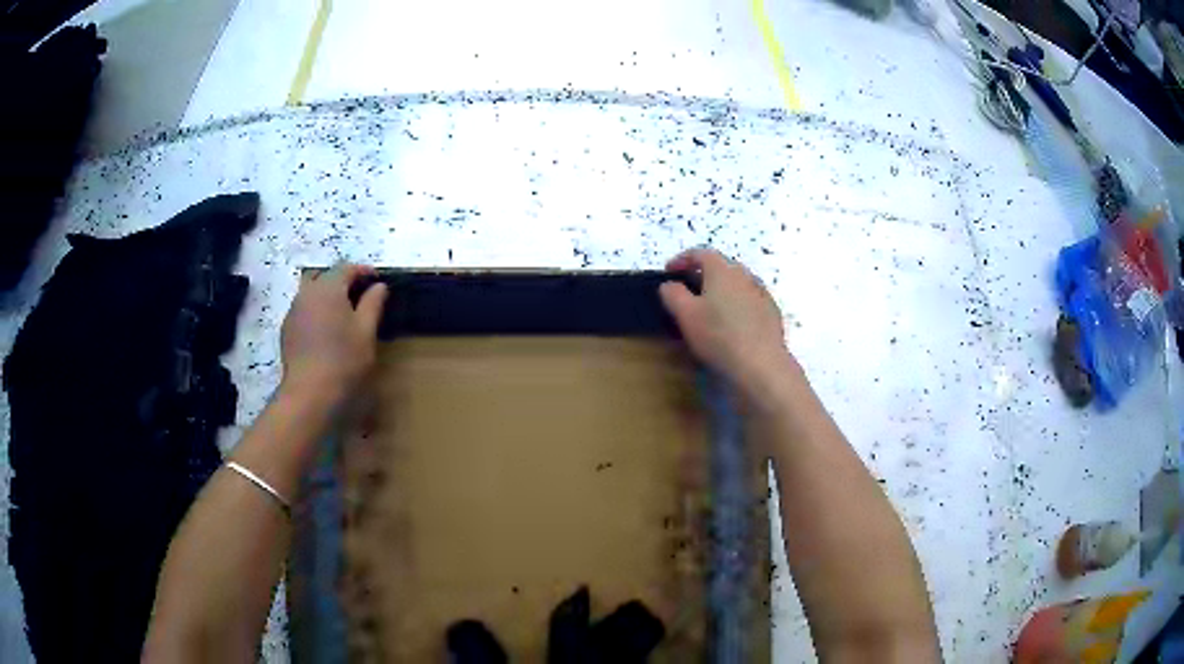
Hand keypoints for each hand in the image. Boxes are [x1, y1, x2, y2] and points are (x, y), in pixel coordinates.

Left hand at [279, 264, 387, 407]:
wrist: (309, 393)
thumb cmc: (344, 360)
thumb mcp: (366, 331)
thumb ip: (372, 304)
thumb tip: (379, 286)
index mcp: (328, 288)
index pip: (346, 268)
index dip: (363, 271)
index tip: (378, 280)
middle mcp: (307, 293)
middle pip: (323, 276)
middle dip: (340, 280)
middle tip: (358, 294)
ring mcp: (293, 311)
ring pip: (310, 292)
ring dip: (326, 295)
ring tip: (342, 313)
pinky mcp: (287, 330)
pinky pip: (303, 310)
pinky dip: (316, 311)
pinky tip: (325, 331)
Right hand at [659, 249, 793, 393]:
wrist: (761, 365)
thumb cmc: (718, 336)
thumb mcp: (685, 315)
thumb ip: (673, 294)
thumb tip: (670, 284)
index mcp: (722, 270)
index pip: (700, 253)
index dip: (682, 259)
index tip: (669, 272)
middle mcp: (744, 275)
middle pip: (721, 266)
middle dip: (702, 274)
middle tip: (687, 290)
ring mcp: (761, 294)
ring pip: (737, 284)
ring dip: (721, 290)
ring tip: (710, 308)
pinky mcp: (771, 313)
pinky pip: (749, 301)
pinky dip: (737, 305)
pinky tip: (732, 324)